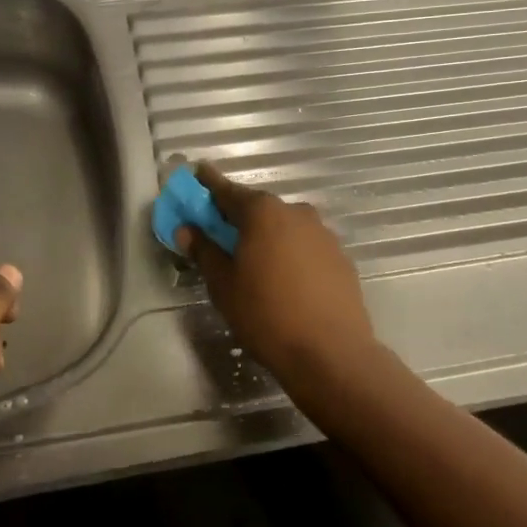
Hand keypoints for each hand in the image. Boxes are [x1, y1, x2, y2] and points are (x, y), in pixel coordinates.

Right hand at [176, 165, 381, 400]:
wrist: (331, 352)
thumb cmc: (266, 314)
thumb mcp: (223, 285)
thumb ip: (204, 251)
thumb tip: (186, 229)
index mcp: (263, 212)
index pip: (227, 191)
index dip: (208, 185)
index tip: (196, 175)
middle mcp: (295, 212)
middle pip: (258, 208)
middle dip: (237, 216)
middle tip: (219, 232)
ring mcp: (323, 234)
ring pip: (284, 227)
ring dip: (266, 236)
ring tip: (253, 262)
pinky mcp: (340, 257)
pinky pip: (305, 246)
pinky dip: (289, 253)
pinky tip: (284, 279)